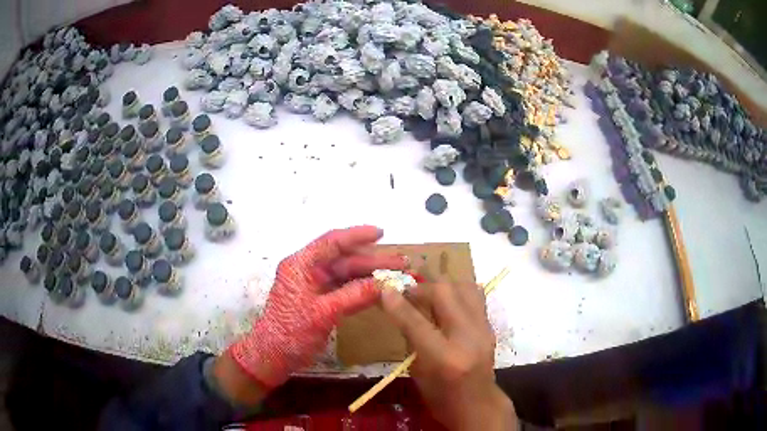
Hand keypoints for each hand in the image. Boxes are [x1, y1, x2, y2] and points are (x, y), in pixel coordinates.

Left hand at [226, 225, 405, 389]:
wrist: (274, 356)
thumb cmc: (291, 331)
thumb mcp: (323, 312)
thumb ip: (354, 296)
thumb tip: (385, 284)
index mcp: (301, 265)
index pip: (332, 242)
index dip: (357, 235)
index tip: (381, 233)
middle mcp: (308, 271)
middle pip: (345, 260)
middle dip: (373, 261)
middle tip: (401, 263)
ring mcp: (316, 287)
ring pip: (348, 276)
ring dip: (371, 277)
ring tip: (398, 277)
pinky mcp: (322, 302)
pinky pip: (346, 291)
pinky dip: (363, 291)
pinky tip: (382, 293)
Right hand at [381, 282, 516, 430]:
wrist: (478, 405)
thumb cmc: (441, 397)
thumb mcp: (418, 373)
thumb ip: (411, 338)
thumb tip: (400, 306)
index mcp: (444, 358)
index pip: (416, 323)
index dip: (398, 304)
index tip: (384, 289)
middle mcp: (468, 338)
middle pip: (445, 292)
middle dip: (421, 287)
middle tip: (407, 293)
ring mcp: (483, 329)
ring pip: (463, 286)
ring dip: (442, 286)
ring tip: (428, 295)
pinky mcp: (491, 326)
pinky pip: (474, 296)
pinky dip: (457, 292)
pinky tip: (446, 302)